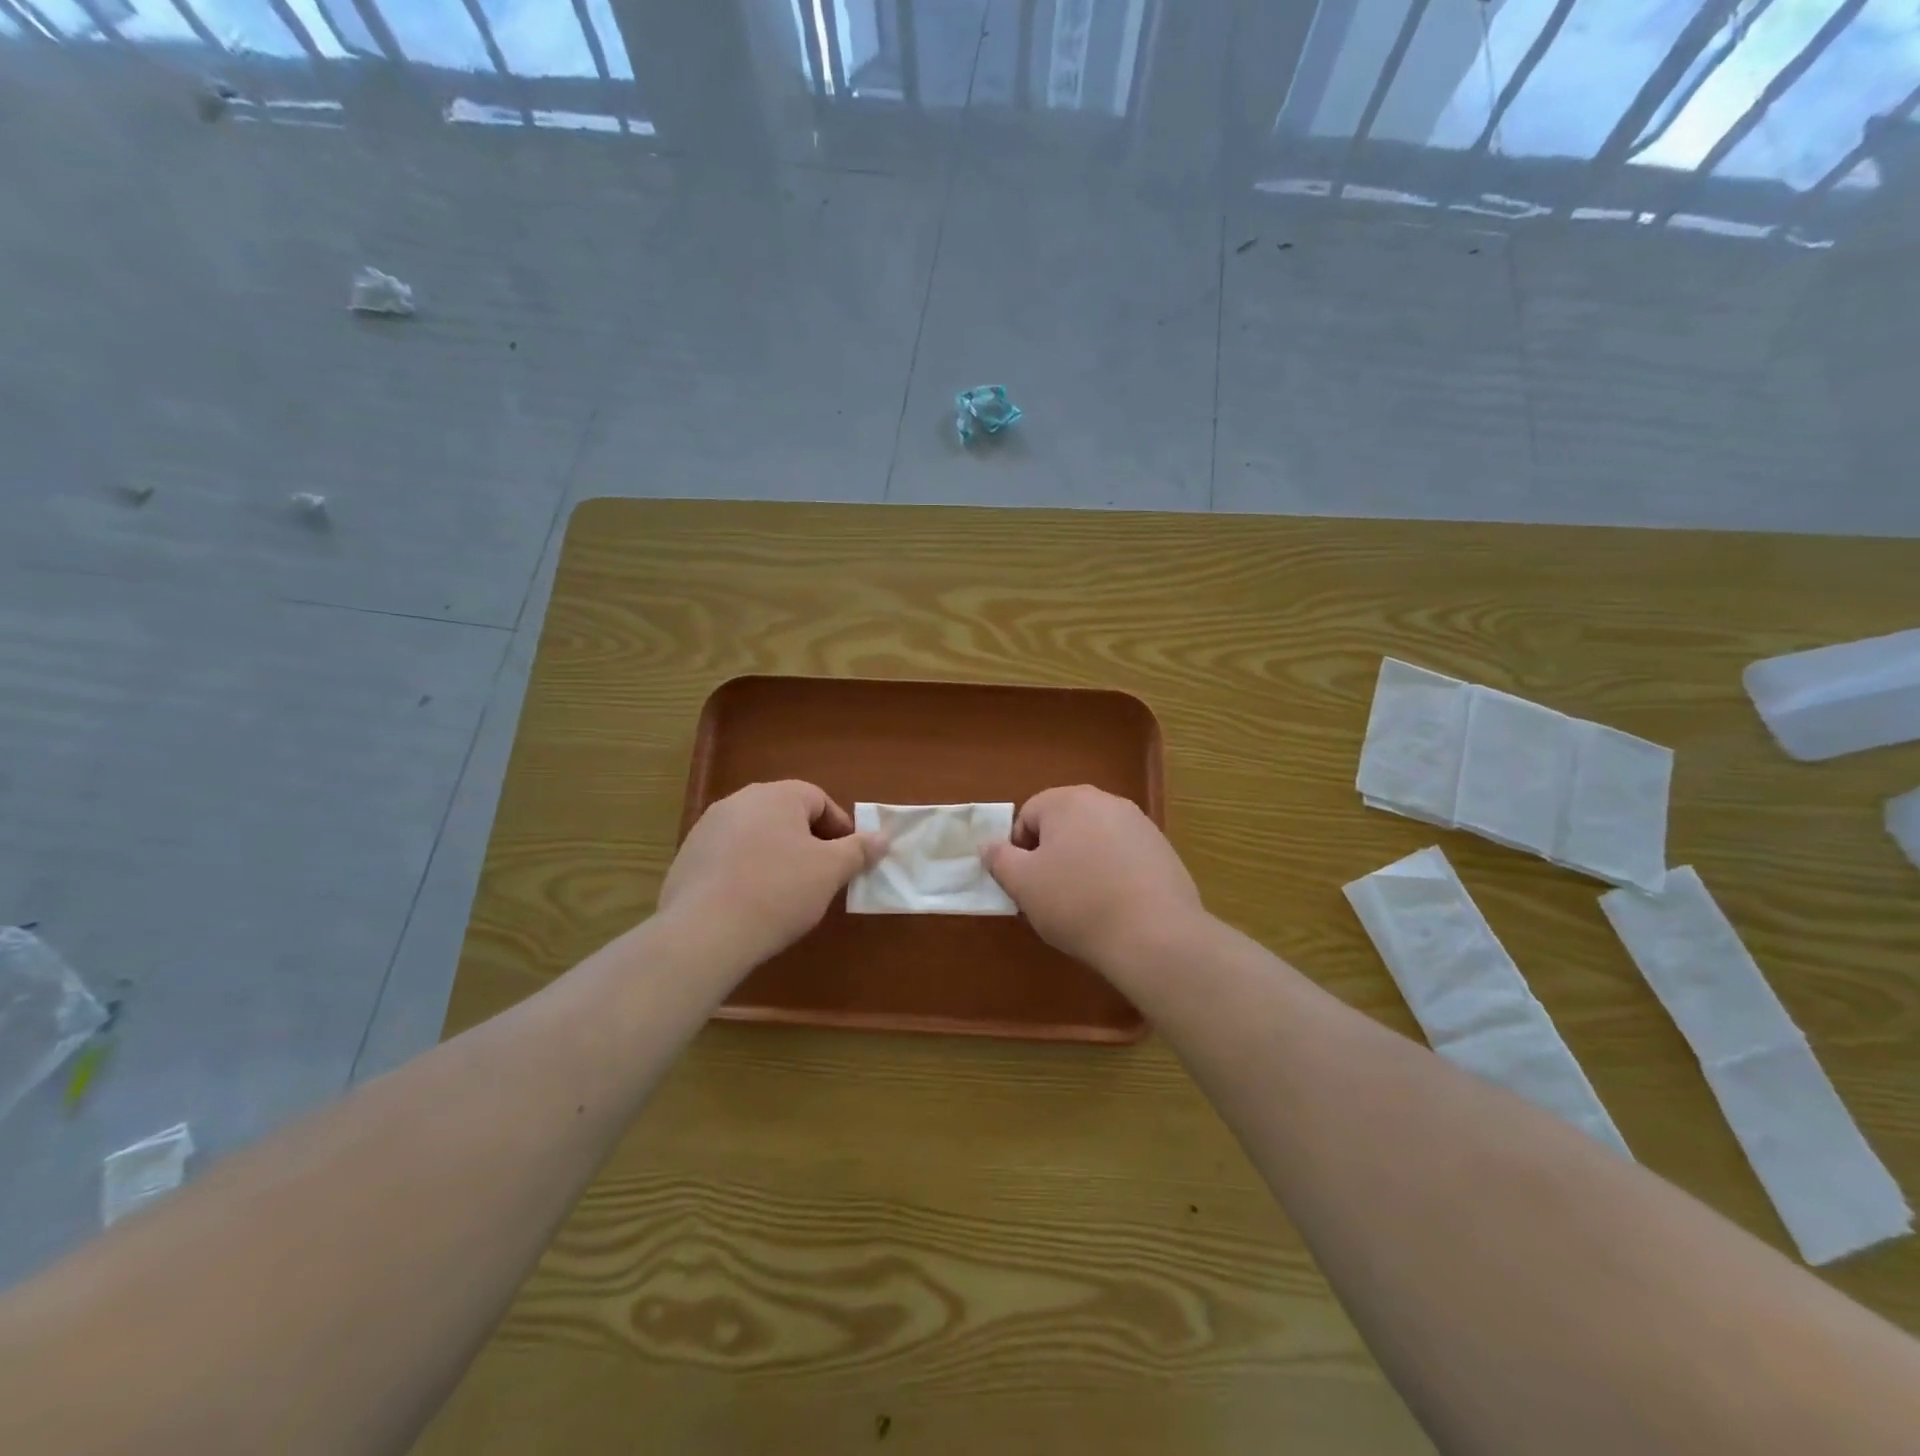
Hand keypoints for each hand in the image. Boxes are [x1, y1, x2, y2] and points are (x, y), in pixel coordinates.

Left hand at [659, 781, 883, 967]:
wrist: (705, 932)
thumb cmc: (779, 891)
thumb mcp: (830, 871)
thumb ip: (859, 850)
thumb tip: (883, 838)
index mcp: (776, 795)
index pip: (818, 800)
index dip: (839, 828)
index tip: (848, 859)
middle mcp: (739, 801)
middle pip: (785, 815)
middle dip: (808, 841)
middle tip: (821, 875)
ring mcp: (707, 829)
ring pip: (756, 835)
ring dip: (776, 855)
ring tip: (786, 892)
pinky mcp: (687, 858)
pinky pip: (729, 857)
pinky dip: (745, 871)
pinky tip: (751, 902)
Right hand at [981, 785, 1206, 977]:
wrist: (1155, 935)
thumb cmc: (1077, 903)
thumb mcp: (1023, 884)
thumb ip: (999, 859)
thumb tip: (988, 845)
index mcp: (1068, 801)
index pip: (1028, 815)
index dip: (1018, 850)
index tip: (1024, 884)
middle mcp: (1106, 801)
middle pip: (1063, 824)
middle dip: (1051, 855)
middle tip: (1049, 895)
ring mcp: (1140, 824)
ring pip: (1094, 840)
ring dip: (1082, 864)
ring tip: (1083, 905)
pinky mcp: (1163, 850)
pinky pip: (1123, 857)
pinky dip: (1113, 875)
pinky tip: (1115, 907)